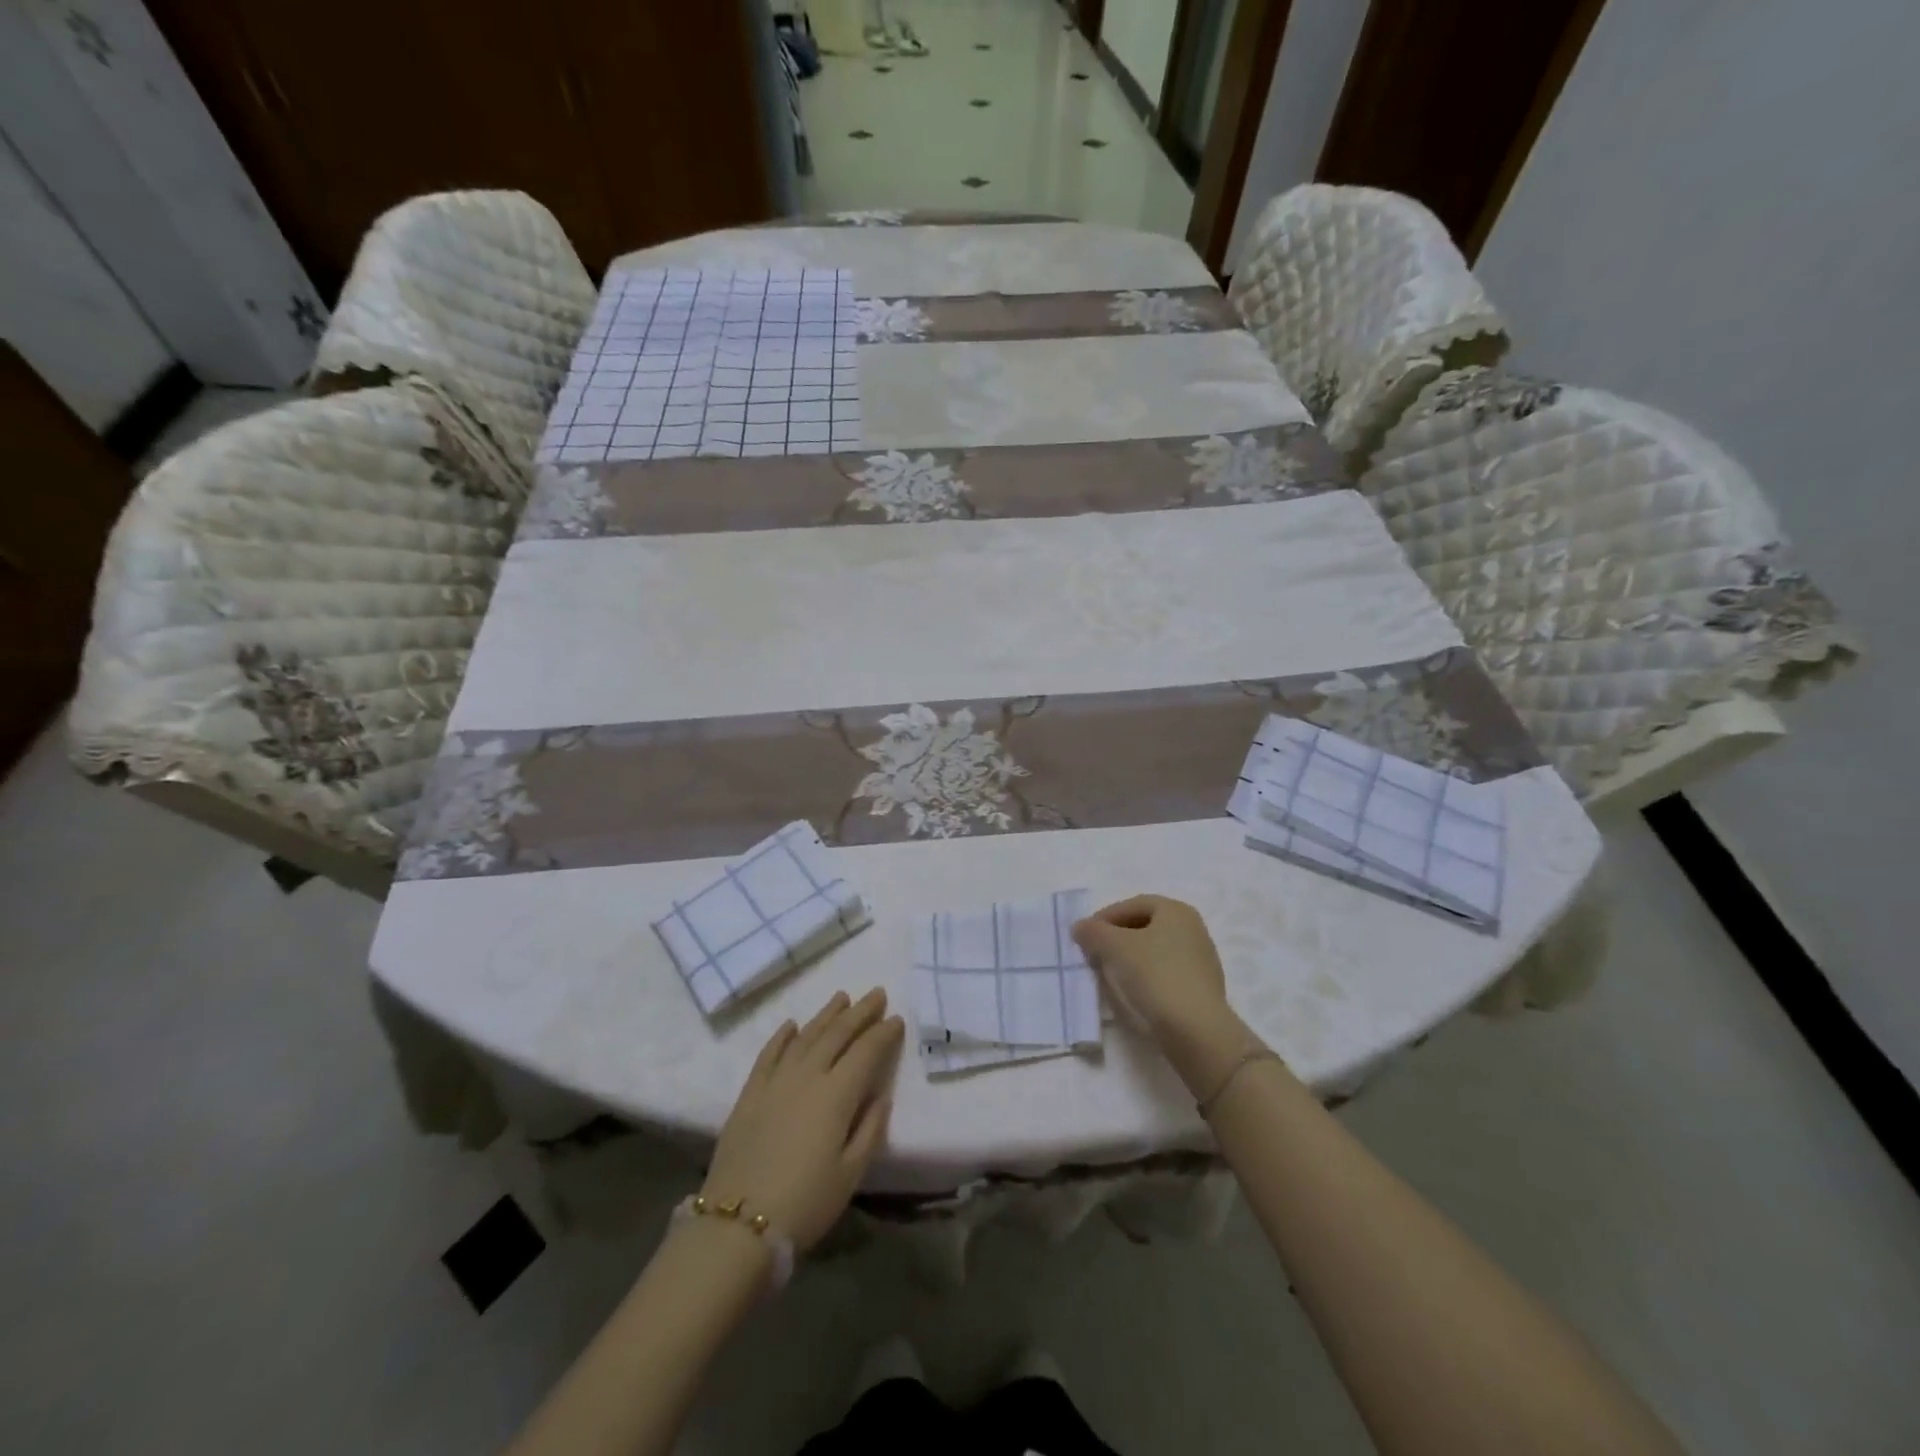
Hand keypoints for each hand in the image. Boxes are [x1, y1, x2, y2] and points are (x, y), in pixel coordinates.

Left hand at [702, 990, 903, 1250]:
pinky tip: (792, 1024)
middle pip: (837, 1034)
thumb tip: (880, 1095)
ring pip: (805, 1036)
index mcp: (837, 1094)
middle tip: (876, 994)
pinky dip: (782, 1036)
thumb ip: (870, 1129)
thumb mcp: (851, 1174)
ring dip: (826, 1015)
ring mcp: (775, 1081)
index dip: (883, 1033)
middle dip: (860, 1012)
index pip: (866, 1052)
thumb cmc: (805, 1203)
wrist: (737, 1225)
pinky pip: (769, 1053)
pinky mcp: (749, 1094)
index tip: (896, 1018)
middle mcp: (807, 1076)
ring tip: (842, 998)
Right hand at [1073, 895, 1252, 1087]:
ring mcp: (1201, 960)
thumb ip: (1093, 932)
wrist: (1196, 1031)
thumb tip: (1080, 927)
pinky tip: (1132, 993)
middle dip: (1116, 938)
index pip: (1132, 905)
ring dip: (1129, 959)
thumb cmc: (1155, 975)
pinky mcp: (1201, 989)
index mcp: (1176, 911)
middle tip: (1094, 954)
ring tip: (1109, 975)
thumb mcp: (1114, 947)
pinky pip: (1165, 974)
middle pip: (1145, 927)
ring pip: (1154, 952)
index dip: (1104, 917)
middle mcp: (1193, 929)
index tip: (1084, 936)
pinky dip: (1145, 978)